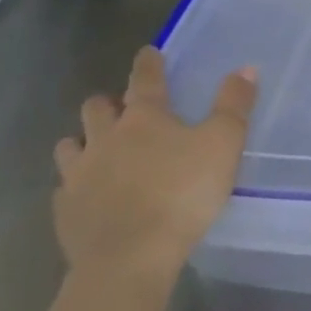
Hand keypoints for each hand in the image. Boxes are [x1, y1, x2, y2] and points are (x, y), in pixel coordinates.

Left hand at [53, 46, 256, 282]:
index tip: (148, 52)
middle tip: (122, 107)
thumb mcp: (223, 145)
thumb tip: (245, 69)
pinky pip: (64, 189)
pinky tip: (87, 194)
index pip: (145, 79)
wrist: (128, 258)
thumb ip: (234, 106)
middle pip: (96, 108)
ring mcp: (79, 175)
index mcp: (144, 118)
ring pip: (70, 146)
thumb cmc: (182, 193)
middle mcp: (104, 138)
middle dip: (108, 102)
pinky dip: (75, 184)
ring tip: (96, 148)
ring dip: (82, 141)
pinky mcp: (65, 211)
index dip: (148, 63)